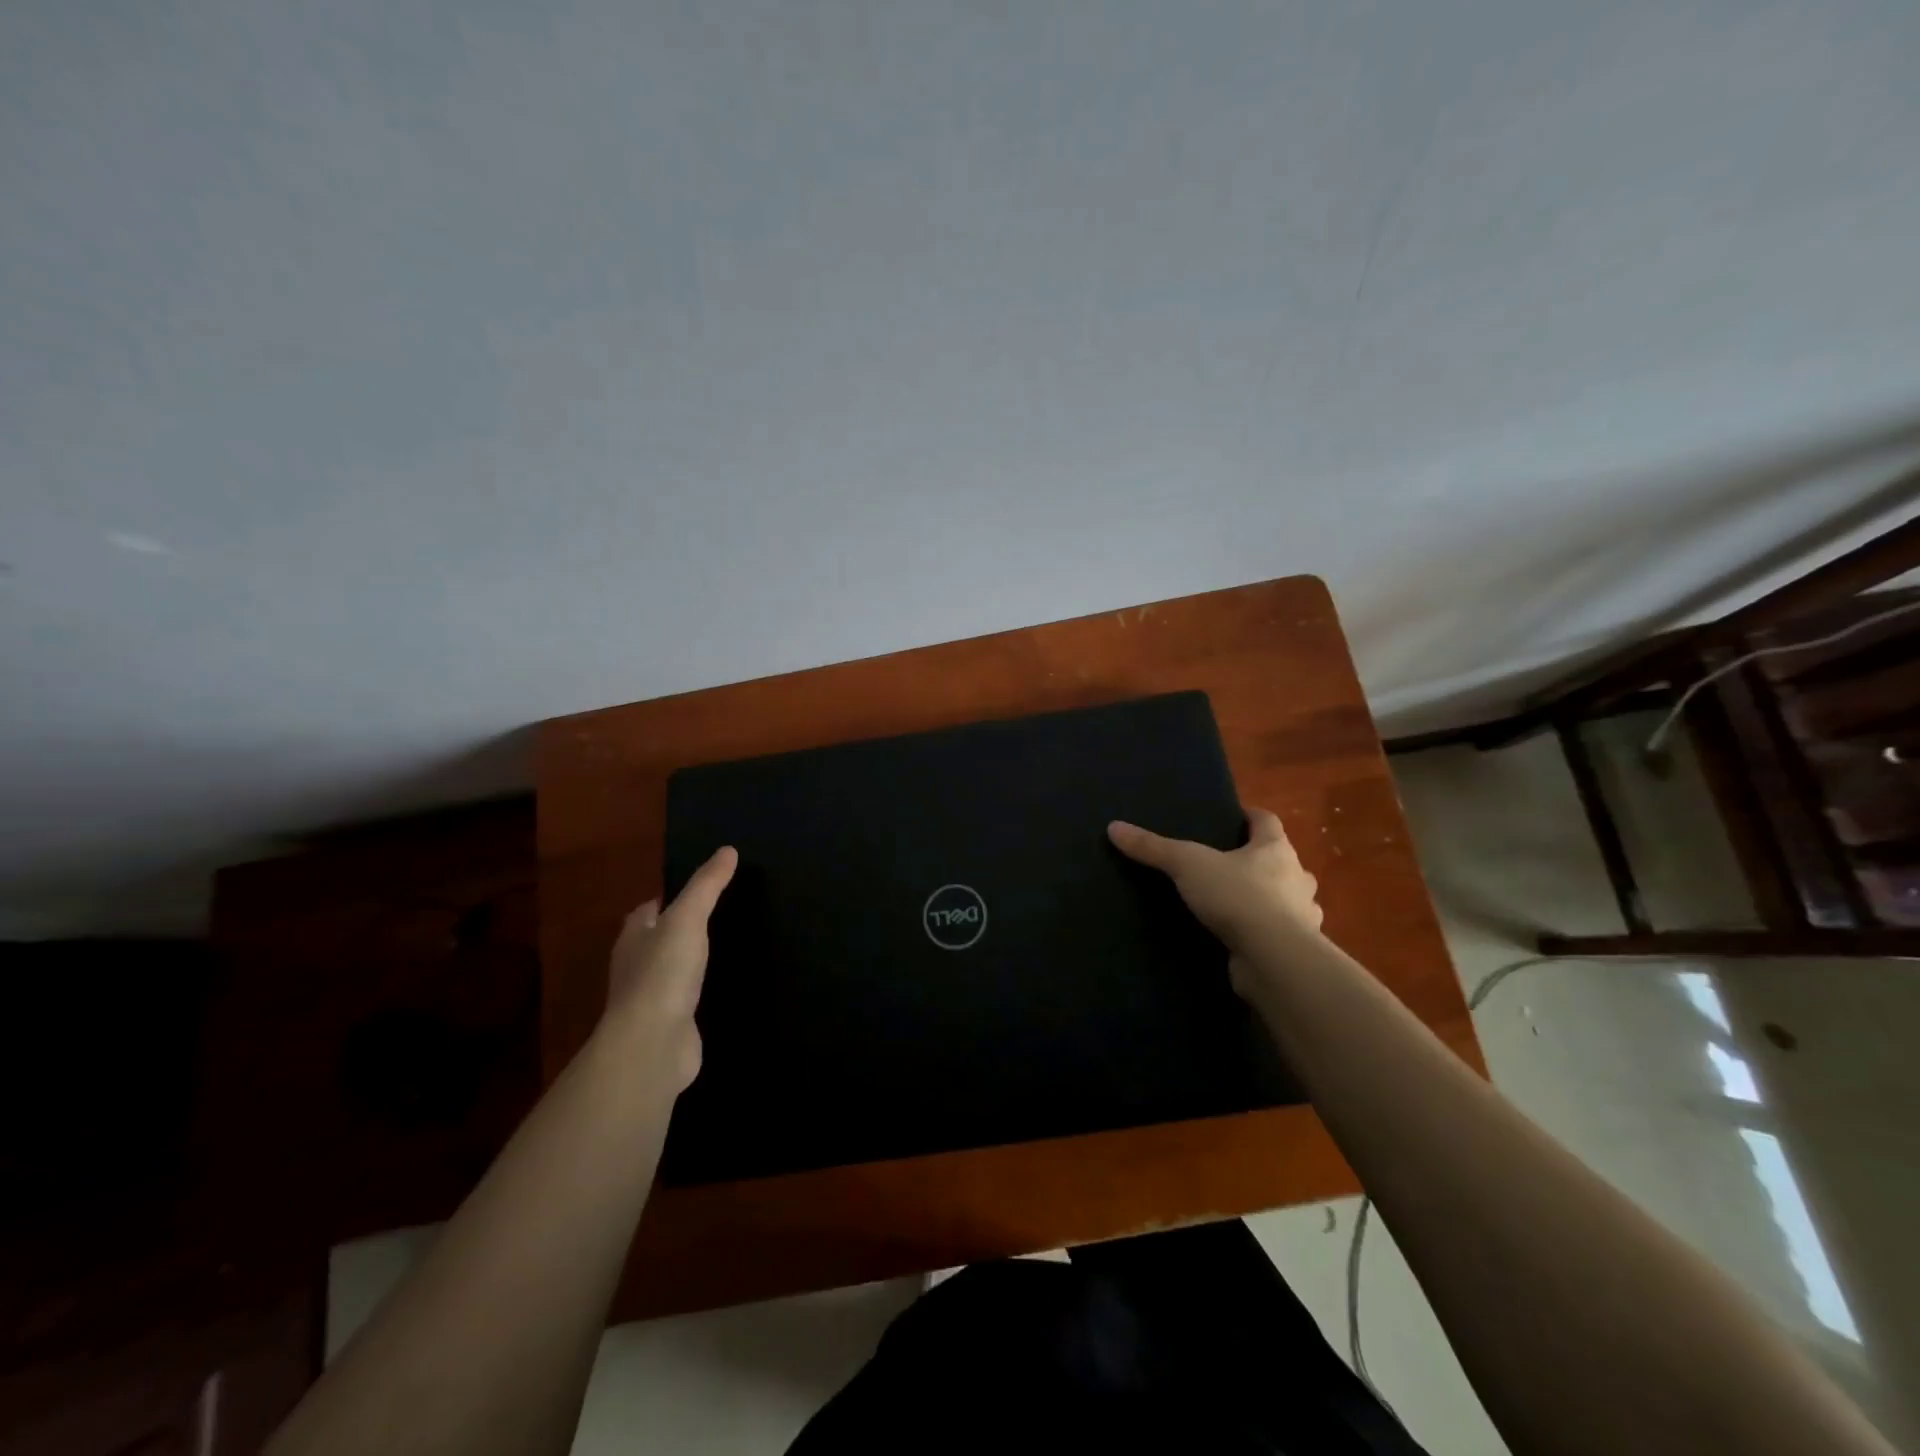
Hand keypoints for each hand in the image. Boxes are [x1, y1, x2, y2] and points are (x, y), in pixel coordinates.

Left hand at [602, 846, 737, 1092]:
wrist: (653, 1045)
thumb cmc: (663, 973)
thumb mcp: (688, 919)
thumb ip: (707, 886)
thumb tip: (728, 850)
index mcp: (634, 937)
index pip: (646, 911)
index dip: (664, 899)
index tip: (694, 889)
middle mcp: (636, 966)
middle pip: (655, 940)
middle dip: (677, 930)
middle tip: (714, 915)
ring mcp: (652, 999)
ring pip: (671, 971)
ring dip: (689, 961)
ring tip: (723, 947)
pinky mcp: (670, 1025)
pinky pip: (686, 1000)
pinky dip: (699, 991)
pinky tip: (720, 987)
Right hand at [1108, 808, 1321, 990]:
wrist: (1274, 958)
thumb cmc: (1238, 897)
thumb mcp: (1187, 865)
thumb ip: (1153, 848)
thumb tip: (1114, 827)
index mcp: (1275, 849)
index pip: (1267, 821)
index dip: (1250, 816)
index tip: (1234, 817)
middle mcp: (1295, 877)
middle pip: (1280, 860)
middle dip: (1260, 860)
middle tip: (1229, 863)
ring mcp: (1301, 915)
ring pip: (1288, 898)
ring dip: (1270, 898)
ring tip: (1237, 902)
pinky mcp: (1295, 948)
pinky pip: (1281, 933)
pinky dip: (1266, 932)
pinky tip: (1245, 938)